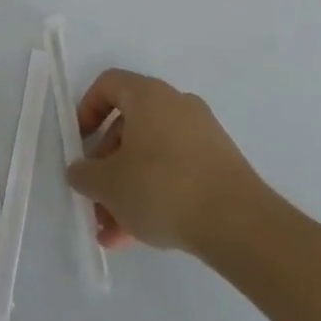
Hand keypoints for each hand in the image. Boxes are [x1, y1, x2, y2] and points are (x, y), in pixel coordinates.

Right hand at [67, 69, 274, 253]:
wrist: (239, 224)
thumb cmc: (162, 188)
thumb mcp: (108, 184)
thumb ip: (83, 174)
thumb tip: (81, 171)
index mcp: (149, 96)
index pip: (108, 84)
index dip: (87, 110)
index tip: (80, 143)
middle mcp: (177, 106)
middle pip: (128, 126)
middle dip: (106, 165)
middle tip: (95, 198)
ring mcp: (203, 135)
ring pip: (150, 156)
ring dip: (127, 189)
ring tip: (113, 231)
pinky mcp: (220, 165)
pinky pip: (175, 172)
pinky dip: (154, 196)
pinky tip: (139, 236)